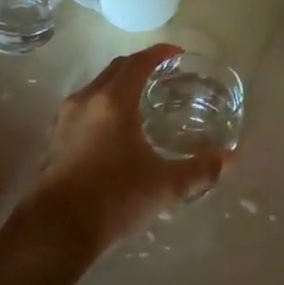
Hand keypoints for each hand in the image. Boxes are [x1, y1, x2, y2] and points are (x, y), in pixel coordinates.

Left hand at [24, 44, 225, 254]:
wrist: (56, 231)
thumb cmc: (114, 199)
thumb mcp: (165, 187)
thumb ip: (199, 171)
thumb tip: (229, 160)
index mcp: (114, 101)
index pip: (139, 62)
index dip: (160, 53)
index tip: (177, 54)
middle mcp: (87, 100)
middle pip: (116, 69)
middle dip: (139, 65)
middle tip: (161, 73)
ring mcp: (65, 119)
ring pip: (96, 87)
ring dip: (118, 84)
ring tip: (139, 98)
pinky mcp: (55, 140)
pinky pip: (83, 107)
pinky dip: (102, 104)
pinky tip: (113, 128)